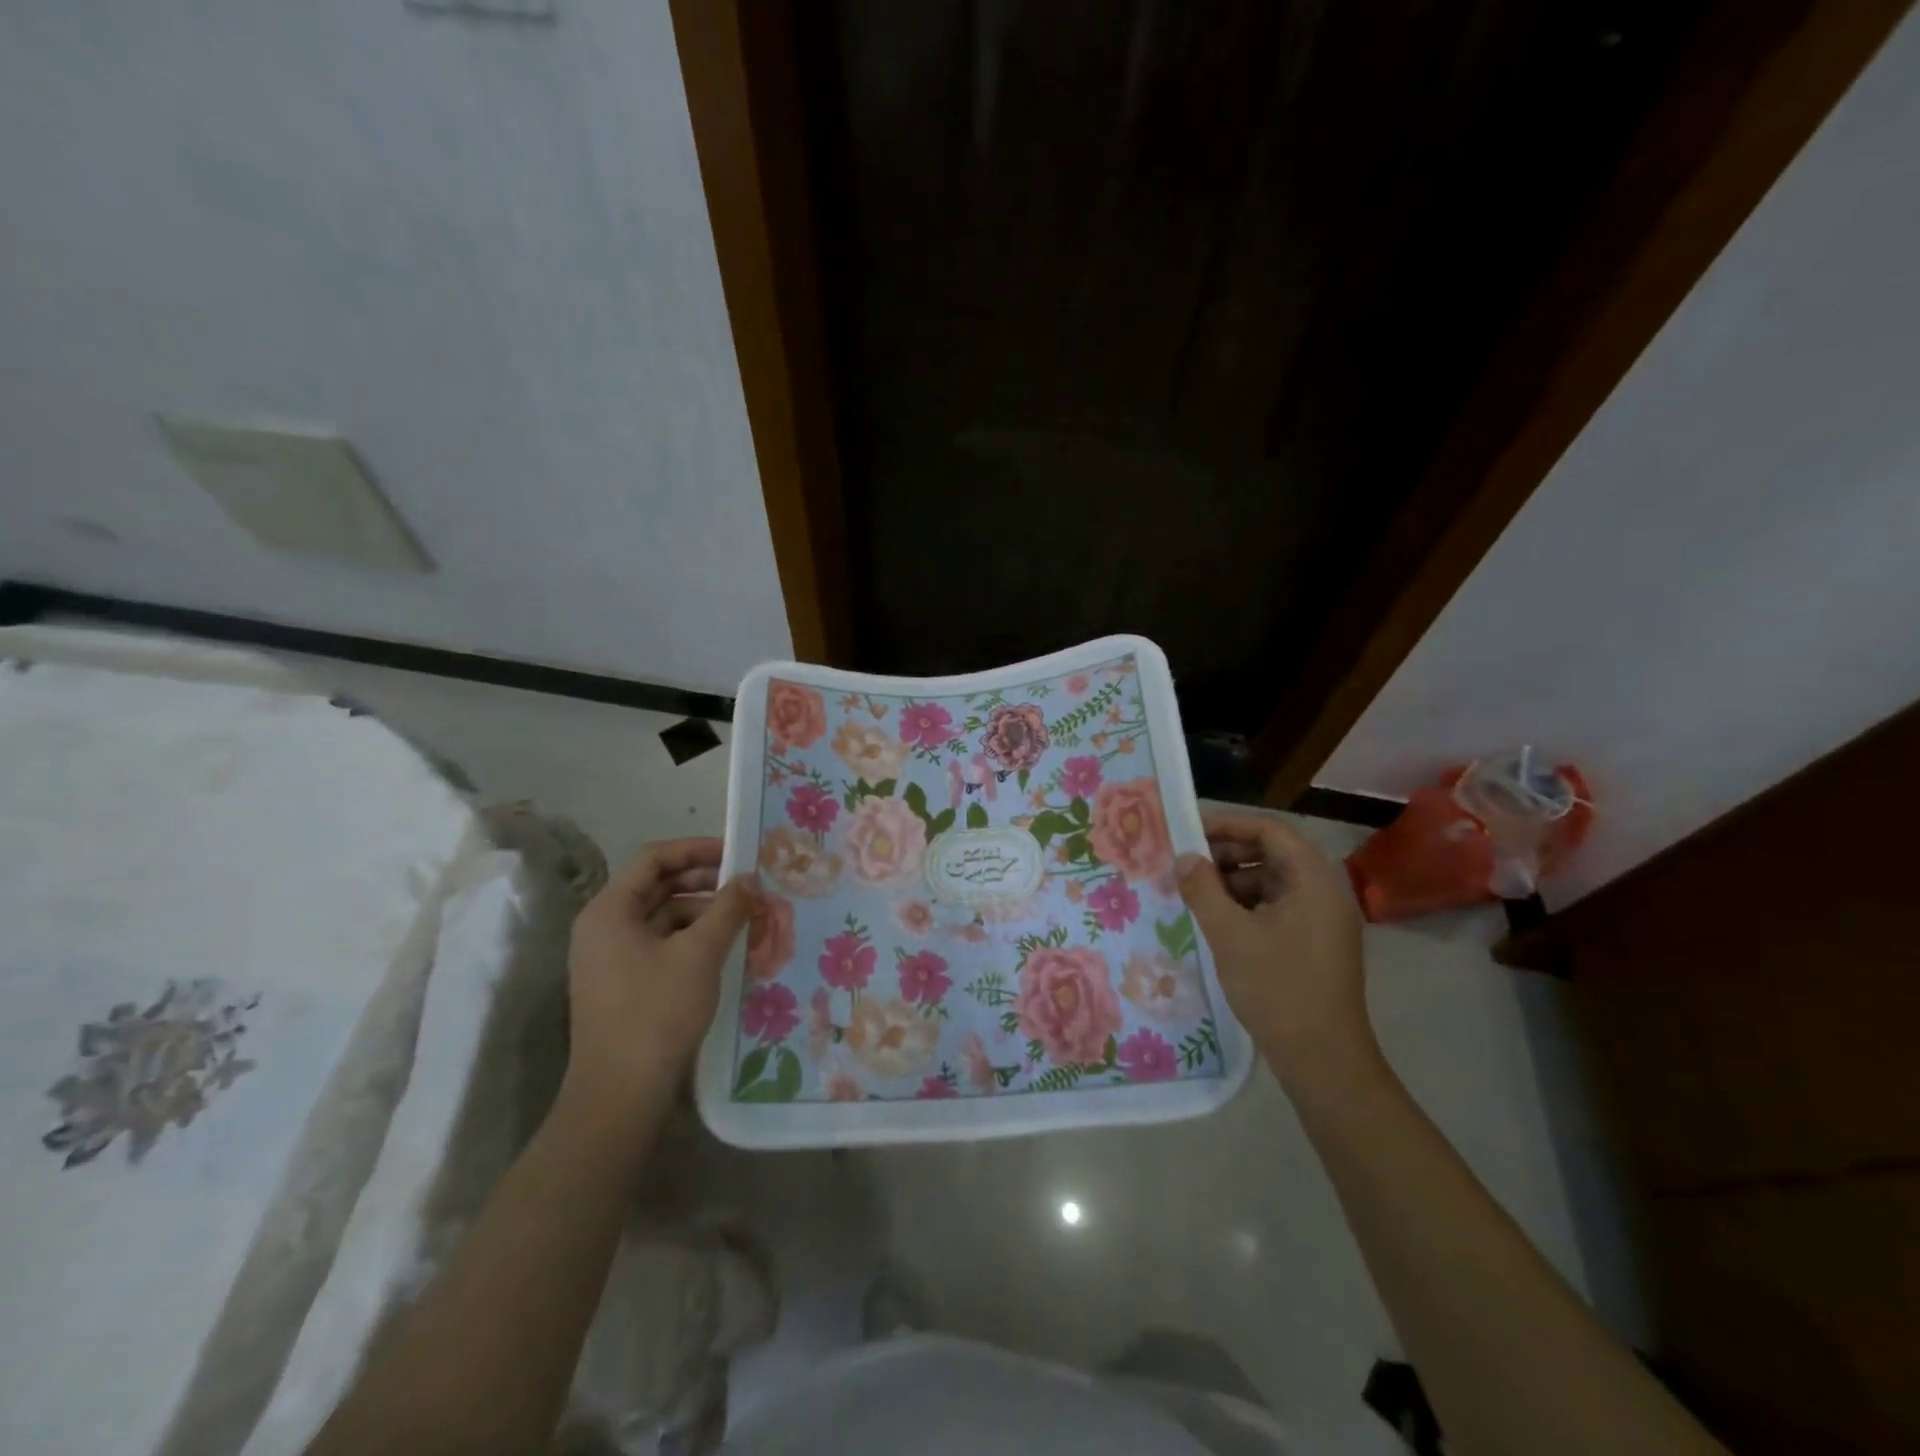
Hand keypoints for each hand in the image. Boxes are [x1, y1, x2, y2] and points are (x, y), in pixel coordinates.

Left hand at [564, 838, 757, 1116]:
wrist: (620, 1094)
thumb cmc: (657, 1012)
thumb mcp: (700, 953)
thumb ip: (727, 908)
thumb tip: (748, 878)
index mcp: (610, 910)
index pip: (654, 859)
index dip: (696, 849)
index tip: (737, 853)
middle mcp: (604, 927)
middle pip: (658, 887)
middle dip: (705, 882)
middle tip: (748, 884)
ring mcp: (612, 958)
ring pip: (664, 917)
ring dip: (704, 912)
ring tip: (745, 917)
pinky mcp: (625, 984)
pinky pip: (662, 944)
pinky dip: (693, 939)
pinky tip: (726, 948)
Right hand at [1177, 812, 1377, 1092]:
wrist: (1322, 1058)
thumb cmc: (1278, 988)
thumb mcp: (1230, 934)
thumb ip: (1203, 889)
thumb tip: (1184, 858)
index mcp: (1314, 880)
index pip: (1270, 830)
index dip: (1228, 825)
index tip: (1189, 832)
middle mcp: (1324, 891)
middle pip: (1273, 853)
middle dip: (1227, 853)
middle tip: (1186, 863)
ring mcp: (1322, 918)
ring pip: (1272, 881)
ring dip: (1233, 880)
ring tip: (1194, 891)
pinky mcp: (1315, 941)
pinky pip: (1277, 906)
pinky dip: (1246, 904)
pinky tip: (1216, 918)